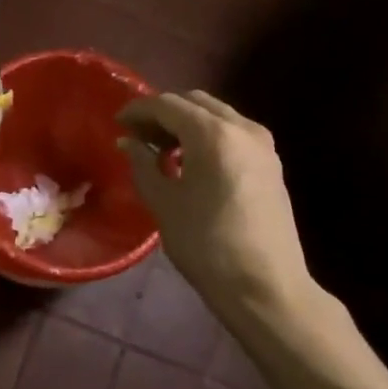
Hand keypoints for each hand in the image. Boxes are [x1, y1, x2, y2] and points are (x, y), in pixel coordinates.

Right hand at [117, 91, 313, 320]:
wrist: (265, 286)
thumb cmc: (207, 245)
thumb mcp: (164, 203)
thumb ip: (143, 164)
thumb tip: (129, 142)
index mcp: (213, 133)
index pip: (167, 105)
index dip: (138, 110)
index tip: (117, 124)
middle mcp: (242, 127)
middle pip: (194, 102)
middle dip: (163, 113)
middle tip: (137, 135)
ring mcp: (262, 144)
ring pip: (216, 115)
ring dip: (186, 123)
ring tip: (161, 149)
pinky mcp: (271, 162)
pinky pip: (232, 132)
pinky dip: (207, 135)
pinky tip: (190, 161)